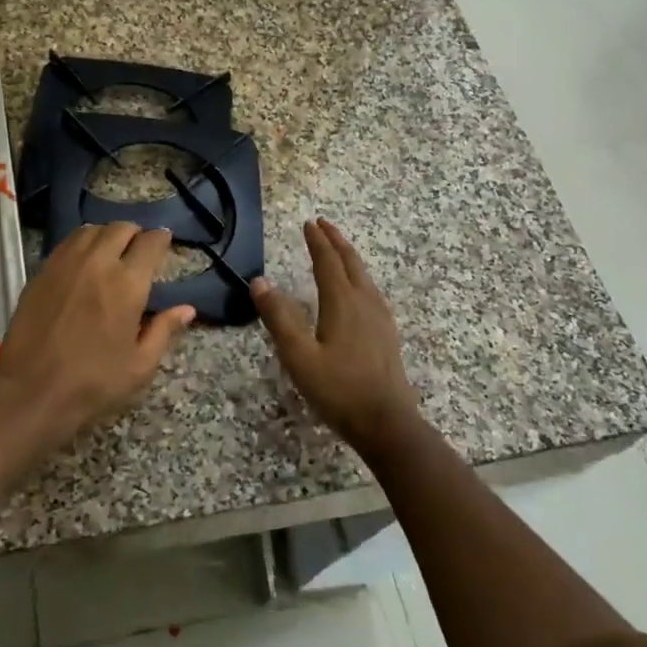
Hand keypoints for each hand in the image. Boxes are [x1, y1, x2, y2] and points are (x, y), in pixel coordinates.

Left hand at [0, 223, 195, 442]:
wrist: (32, 390)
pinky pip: (67, 243)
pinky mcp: (41, 271)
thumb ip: (164, 330)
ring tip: (111, 250)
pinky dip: (82, 243)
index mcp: (127, 284)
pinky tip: (84, 261)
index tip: (164, 242)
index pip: (150, 243)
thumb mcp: (140, 366)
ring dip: (107, 235)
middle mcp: (97, 263)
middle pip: (120, 228)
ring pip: (91, 230)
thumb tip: (187, 309)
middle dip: (135, 234)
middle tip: (139, 249)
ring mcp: (65, 264)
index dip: (161, 238)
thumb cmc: (93, 382)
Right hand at [252, 219, 422, 460]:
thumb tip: (260, 281)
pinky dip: (359, 278)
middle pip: (351, 263)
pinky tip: (358, 291)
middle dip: (336, 242)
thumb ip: (279, 317)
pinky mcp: (387, 335)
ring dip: (349, 258)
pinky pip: (371, 292)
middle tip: (323, 225)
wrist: (387, 423)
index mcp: (343, 303)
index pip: (328, 262)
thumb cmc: (338, 389)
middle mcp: (365, 303)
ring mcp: (380, 319)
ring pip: (365, 277)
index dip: (317, 242)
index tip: (308, 223)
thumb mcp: (299, 356)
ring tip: (339, 250)